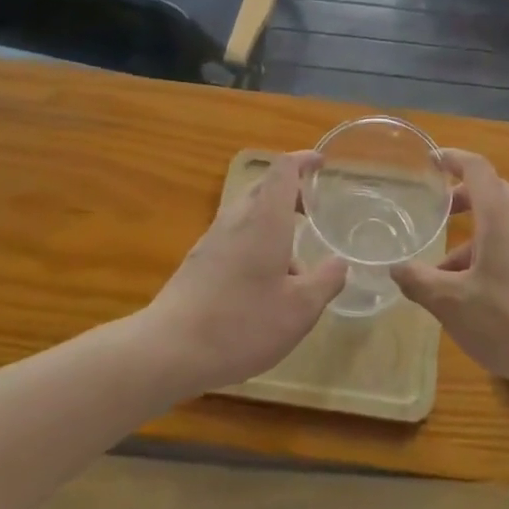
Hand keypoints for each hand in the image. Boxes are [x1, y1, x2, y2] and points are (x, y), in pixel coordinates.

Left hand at [143, 151, 346, 394]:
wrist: (168, 349)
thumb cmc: (241, 323)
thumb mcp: (299, 310)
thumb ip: (325, 281)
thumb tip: (339, 262)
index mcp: (265, 217)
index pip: (283, 169)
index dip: (303, 160)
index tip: (321, 164)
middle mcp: (238, 218)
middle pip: (265, 186)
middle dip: (291, 191)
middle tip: (313, 210)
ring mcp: (213, 238)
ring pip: (249, 212)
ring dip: (273, 221)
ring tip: (294, 261)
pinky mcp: (199, 260)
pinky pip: (235, 235)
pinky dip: (256, 241)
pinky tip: (264, 284)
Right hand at [391, 149, 508, 401]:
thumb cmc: (507, 320)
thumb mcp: (451, 303)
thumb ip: (419, 281)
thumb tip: (394, 268)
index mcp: (500, 214)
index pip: (476, 167)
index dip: (453, 158)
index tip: (431, 160)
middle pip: (491, 192)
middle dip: (462, 197)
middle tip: (436, 210)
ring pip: (502, 222)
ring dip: (473, 234)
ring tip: (442, 268)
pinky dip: (489, 251)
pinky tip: (471, 291)